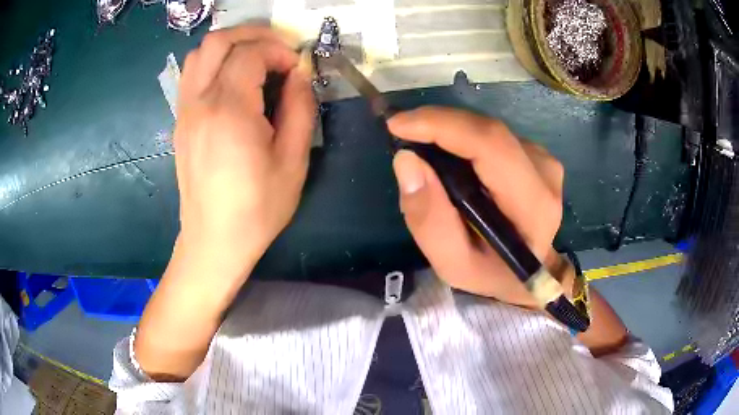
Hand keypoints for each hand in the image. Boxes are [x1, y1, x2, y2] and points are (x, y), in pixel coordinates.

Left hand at [135, 26, 314, 380]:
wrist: (213, 241)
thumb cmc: (257, 209)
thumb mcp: (293, 162)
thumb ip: (301, 108)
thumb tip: (299, 75)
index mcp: (229, 110)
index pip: (251, 53)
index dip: (280, 51)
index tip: (297, 70)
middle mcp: (200, 102)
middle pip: (219, 40)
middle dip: (254, 35)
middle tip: (278, 51)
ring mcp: (185, 110)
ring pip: (201, 52)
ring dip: (232, 45)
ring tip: (256, 60)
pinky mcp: (180, 121)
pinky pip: (192, 73)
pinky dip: (215, 62)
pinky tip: (233, 80)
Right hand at [389, 107, 563, 307]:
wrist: (523, 273)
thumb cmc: (489, 272)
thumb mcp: (451, 263)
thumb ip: (428, 219)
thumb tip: (407, 160)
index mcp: (533, 205)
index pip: (491, 146)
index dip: (443, 125)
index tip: (398, 125)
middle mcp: (545, 173)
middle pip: (488, 131)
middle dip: (438, 124)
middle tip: (400, 132)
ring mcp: (543, 160)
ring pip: (487, 130)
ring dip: (449, 133)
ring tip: (423, 150)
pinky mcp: (536, 155)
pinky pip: (492, 135)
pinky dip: (463, 139)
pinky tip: (450, 158)